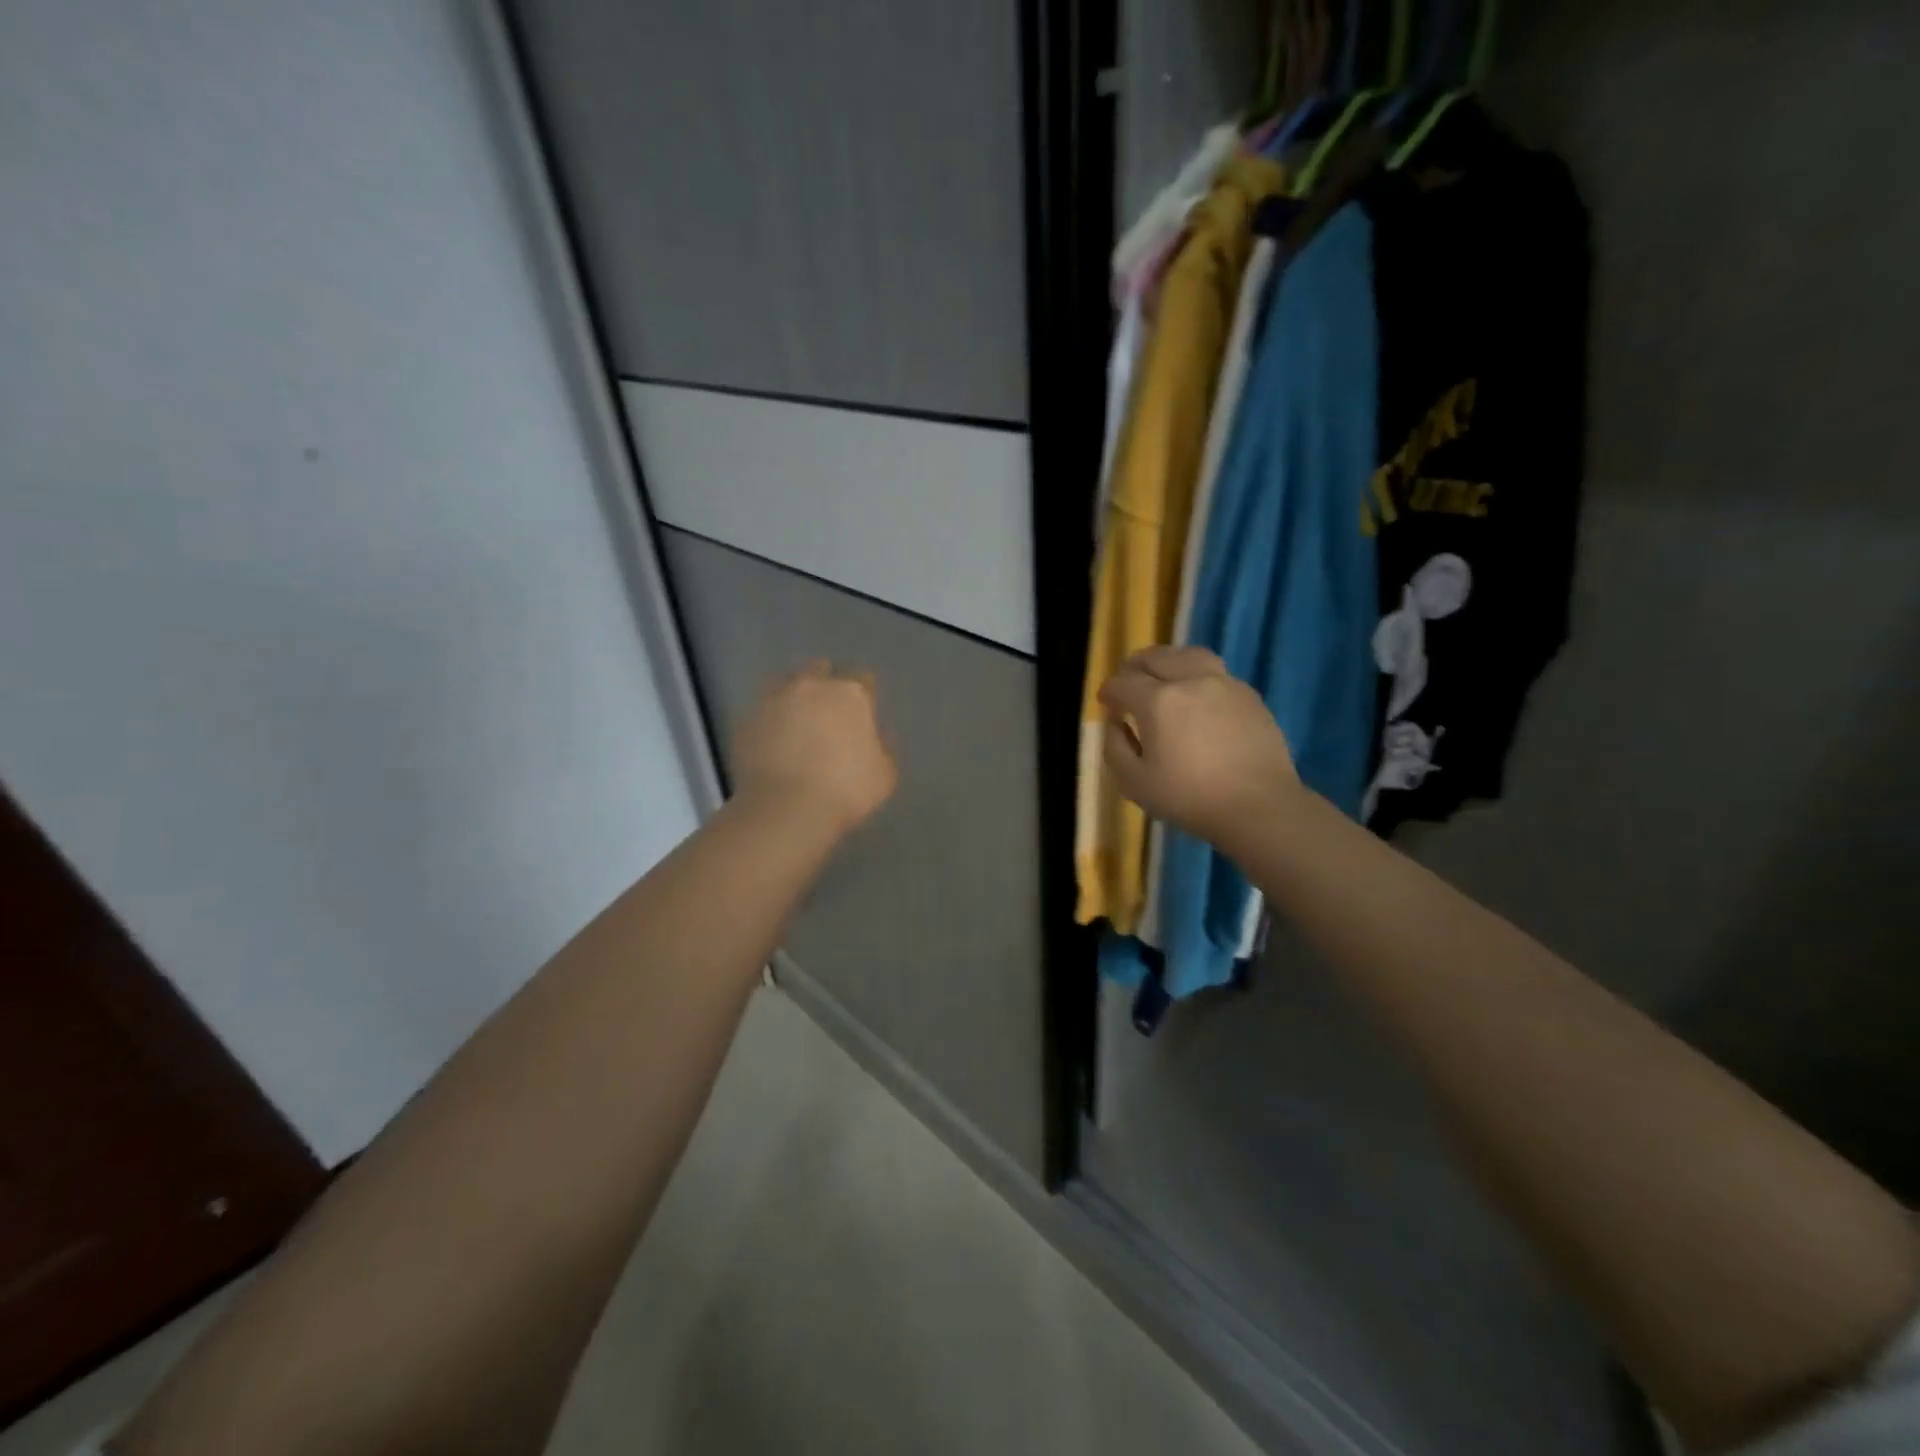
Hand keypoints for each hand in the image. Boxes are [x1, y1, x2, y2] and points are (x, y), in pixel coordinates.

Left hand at [732, 661, 897, 834]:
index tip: (863, 713)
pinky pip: (761, 711)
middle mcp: (811, 686)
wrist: (786, 809)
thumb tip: (874, 735)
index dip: (864, 695)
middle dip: (826, 684)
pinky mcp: (745, 720)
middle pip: (820, 669)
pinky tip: (771, 741)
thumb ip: (882, 747)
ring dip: (793, 695)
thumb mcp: (884, 775)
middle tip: (828, 712)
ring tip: (795, 721)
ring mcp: (774, 700)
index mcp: (851, 694)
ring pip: (785, 682)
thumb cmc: (846, 791)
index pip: (863, 678)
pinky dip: (768, 720)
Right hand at [1099, 647, 1300, 844]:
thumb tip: (1115, 723)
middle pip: (1157, 657)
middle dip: (1135, 666)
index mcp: (1158, 701)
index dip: (1109, 691)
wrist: (1259, 806)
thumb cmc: (1190, 798)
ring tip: (1163, 675)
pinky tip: (1197, 696)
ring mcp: (1225, 684)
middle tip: (1128, 680)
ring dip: (1169, 661)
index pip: (1123, 683)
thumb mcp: (1135, 783)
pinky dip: (1198, 675)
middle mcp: (1191, 681)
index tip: (1105, 701)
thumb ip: (1115, 748)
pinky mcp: (1250, 696)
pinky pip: (1217, 672)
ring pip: (1190, 655)